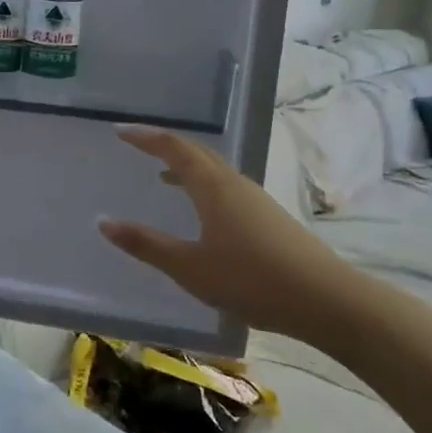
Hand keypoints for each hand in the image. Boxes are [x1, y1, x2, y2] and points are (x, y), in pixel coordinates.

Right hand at [98, 126, 366, 345]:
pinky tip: (202, 210)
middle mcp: (234, 183)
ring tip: (163, 176)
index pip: (173, 148)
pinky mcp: (269, 217)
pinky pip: (226, 186)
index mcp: (212, 187)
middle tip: (137, 145)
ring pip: (214, 169)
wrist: (328, 300)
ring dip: (186, 165)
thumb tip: (103, 222)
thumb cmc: (252, 279)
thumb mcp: (190, 267)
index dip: (145, 137)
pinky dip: (203, 185)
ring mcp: (255, 199)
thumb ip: (146, 244)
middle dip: (165, 145)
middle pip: (196, 152)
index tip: (120, 131)